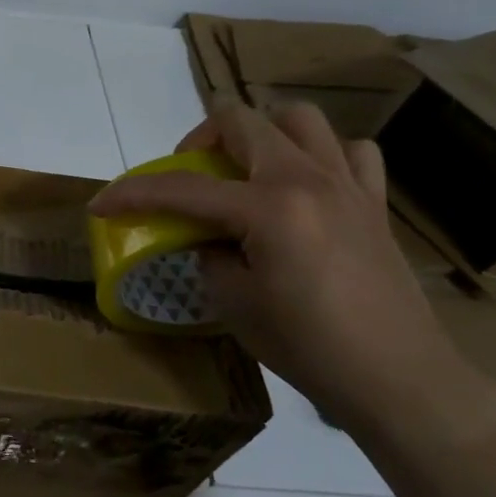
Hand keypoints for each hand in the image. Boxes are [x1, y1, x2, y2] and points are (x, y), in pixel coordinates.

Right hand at [89, 100, 495, 434]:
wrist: (394, 377)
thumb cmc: (305, 345)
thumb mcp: (234, 303)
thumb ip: (209, 255)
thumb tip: (208, 238)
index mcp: (268, 207)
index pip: (183, 189)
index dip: (133, 194)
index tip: (101, 204)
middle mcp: (307, 180)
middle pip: (243, 122)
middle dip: (198, 139)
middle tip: (186, 175)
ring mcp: (347, 185)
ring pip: (300, 119)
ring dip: (262, 133)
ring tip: (247, 169)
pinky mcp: (373, 203)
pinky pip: (350, 152)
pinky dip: (321, 155)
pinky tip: (306, 186)